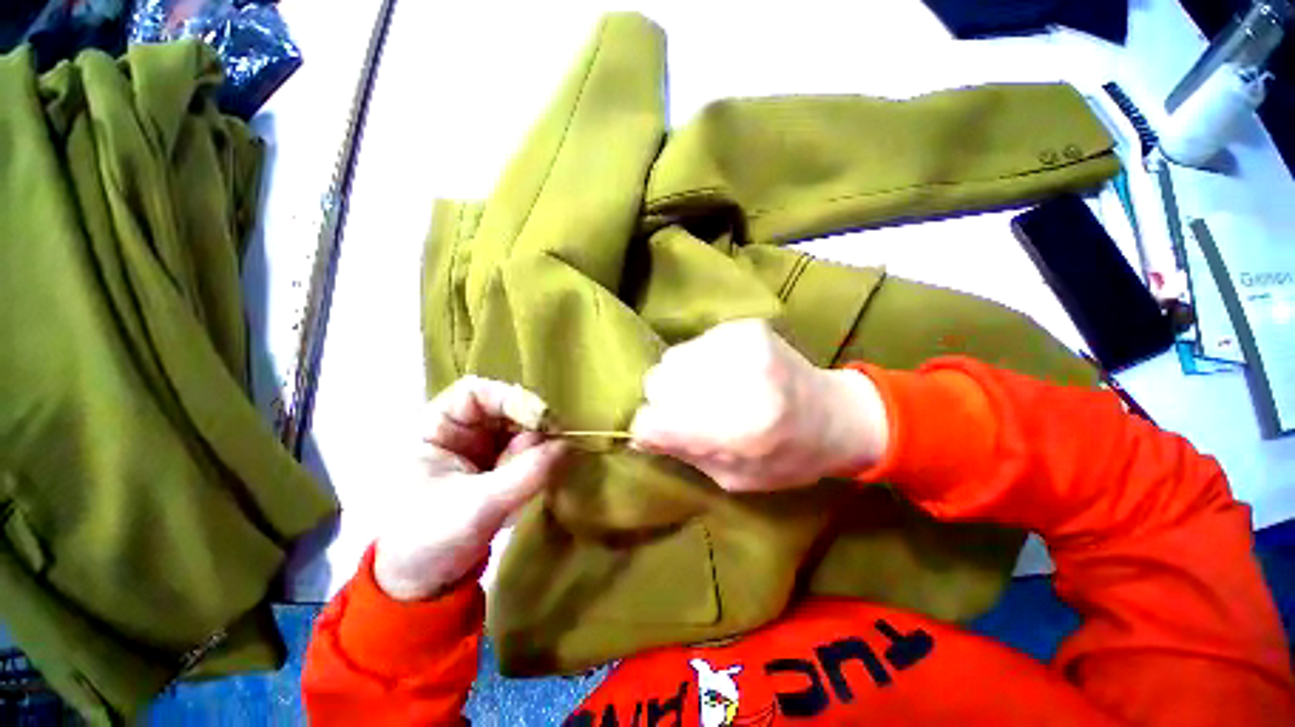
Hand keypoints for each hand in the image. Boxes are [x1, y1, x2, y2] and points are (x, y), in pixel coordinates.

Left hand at [373, 377, 566, 600]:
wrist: (423, 583)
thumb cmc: (429, 540)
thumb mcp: (476, 507)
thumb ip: (524, 475)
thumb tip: (567, 445)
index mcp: (437, 428)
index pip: (476, 392)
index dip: (510, 398)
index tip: (541, 420)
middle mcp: (462, 431)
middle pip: (506, 408)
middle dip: (531, 426)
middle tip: (553, 448)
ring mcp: (482, 448)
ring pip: (521, 429)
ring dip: (538, 446)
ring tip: (541, 473)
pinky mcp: (499, 466)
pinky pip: (527, 451)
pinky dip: (539, 460)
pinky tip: (540, 478)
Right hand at [629, 319, 888, 492]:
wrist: (837, 414)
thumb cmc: (788, 458)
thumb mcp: (735, 478)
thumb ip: (685, 453)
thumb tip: (641, 433)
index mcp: (739, 430)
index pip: (652, 421)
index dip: (650, 429)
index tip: (661, 432)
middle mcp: (739, 379)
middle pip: (656, 382)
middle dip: (664, 401)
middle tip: (689, 412)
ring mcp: (741, 345)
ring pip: (671, 359)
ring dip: (680, 379)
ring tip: (709, 391)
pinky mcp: (745, 326)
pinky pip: (694, 345)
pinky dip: (700, 362)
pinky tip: (726, 374)